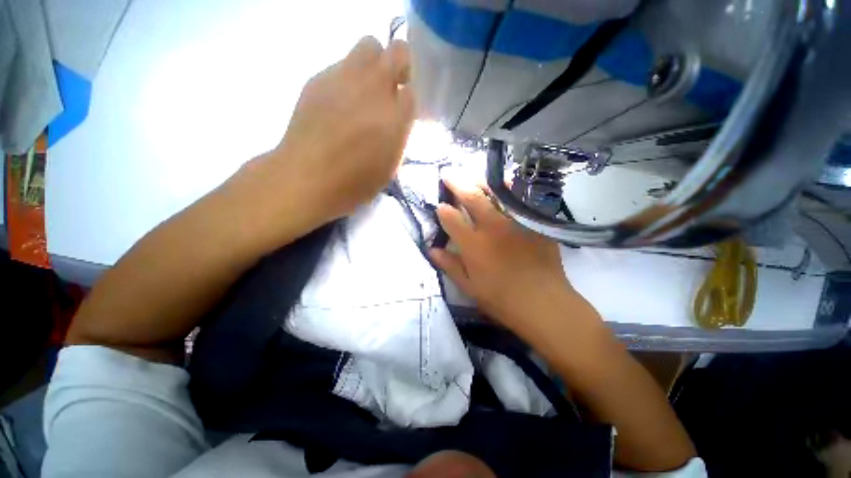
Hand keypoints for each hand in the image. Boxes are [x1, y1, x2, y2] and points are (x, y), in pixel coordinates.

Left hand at [270, 36, 414, 224]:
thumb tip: (398, 117)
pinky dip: (347, 78)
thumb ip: (399, 135)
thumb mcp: (390, 166)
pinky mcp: (319, 78)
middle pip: (398, 51)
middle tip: (391, 88)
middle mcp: (375, 89)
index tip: (404, 110)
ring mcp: (345, 78)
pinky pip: (341, 64)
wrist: (307, 177)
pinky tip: (338, 102)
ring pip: (368, 45)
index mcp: (396, 117)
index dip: (409, 100)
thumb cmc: (355, 182)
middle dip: (400, 65)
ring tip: (364, 91)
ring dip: (374, 64)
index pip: (414, 91)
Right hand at [430, 178, 590, 340]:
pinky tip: (503, 185)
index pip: (451, 218)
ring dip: (480, 181)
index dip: (443, 210)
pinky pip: (519, 199)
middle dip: (457, 184)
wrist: (543, 303)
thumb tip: (431, 250)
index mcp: (473, 244)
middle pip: (472, 197)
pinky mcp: (532, 222)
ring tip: (471, 175)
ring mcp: (514, 222)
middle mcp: (492, 227)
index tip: (440, 206)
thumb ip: (450, 265)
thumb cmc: (501, 299)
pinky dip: (508, 189)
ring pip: (495, 192)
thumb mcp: (469, 287)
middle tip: (448, 175)